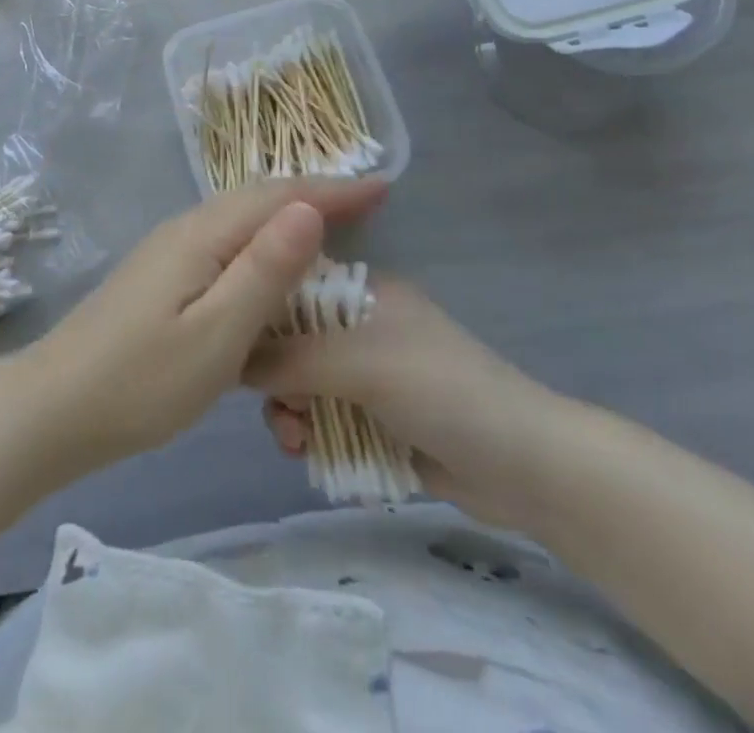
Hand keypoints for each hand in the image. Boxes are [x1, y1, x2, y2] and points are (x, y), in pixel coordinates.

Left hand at [16, 177, 388, 481]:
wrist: (56, 405)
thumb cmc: (142, 380)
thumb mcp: (216, 334)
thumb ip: (264, 270)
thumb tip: (310, 209)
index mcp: (203, 235)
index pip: (279, 197)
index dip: (334, 190)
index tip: (384, 188)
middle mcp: (186, 228)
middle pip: (259, 198)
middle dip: (315, 195)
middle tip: (368, 204)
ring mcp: (168, 250)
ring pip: (239, 217)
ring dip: (287, 216)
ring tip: (332, 228)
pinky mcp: (160, 274)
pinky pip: (224, 240)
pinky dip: (260, 241)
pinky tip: (271, 267)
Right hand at [245, 276, 578, 529]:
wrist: (525, 468)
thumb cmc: (440, 390)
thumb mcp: (359, 362)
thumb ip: (290, 357)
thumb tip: (227, 358)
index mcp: (362, 291)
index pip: (291, 284)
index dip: (258, 309)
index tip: (232, 341)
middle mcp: (359, 325)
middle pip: (290, 340)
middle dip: (273, 375)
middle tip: (274, 407)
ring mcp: (367, 374)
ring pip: (301, 384)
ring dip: (288, 411)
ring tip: (295, 441)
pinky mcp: (374, 419)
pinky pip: (321, 419)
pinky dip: (310, 434)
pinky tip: (309, 455)